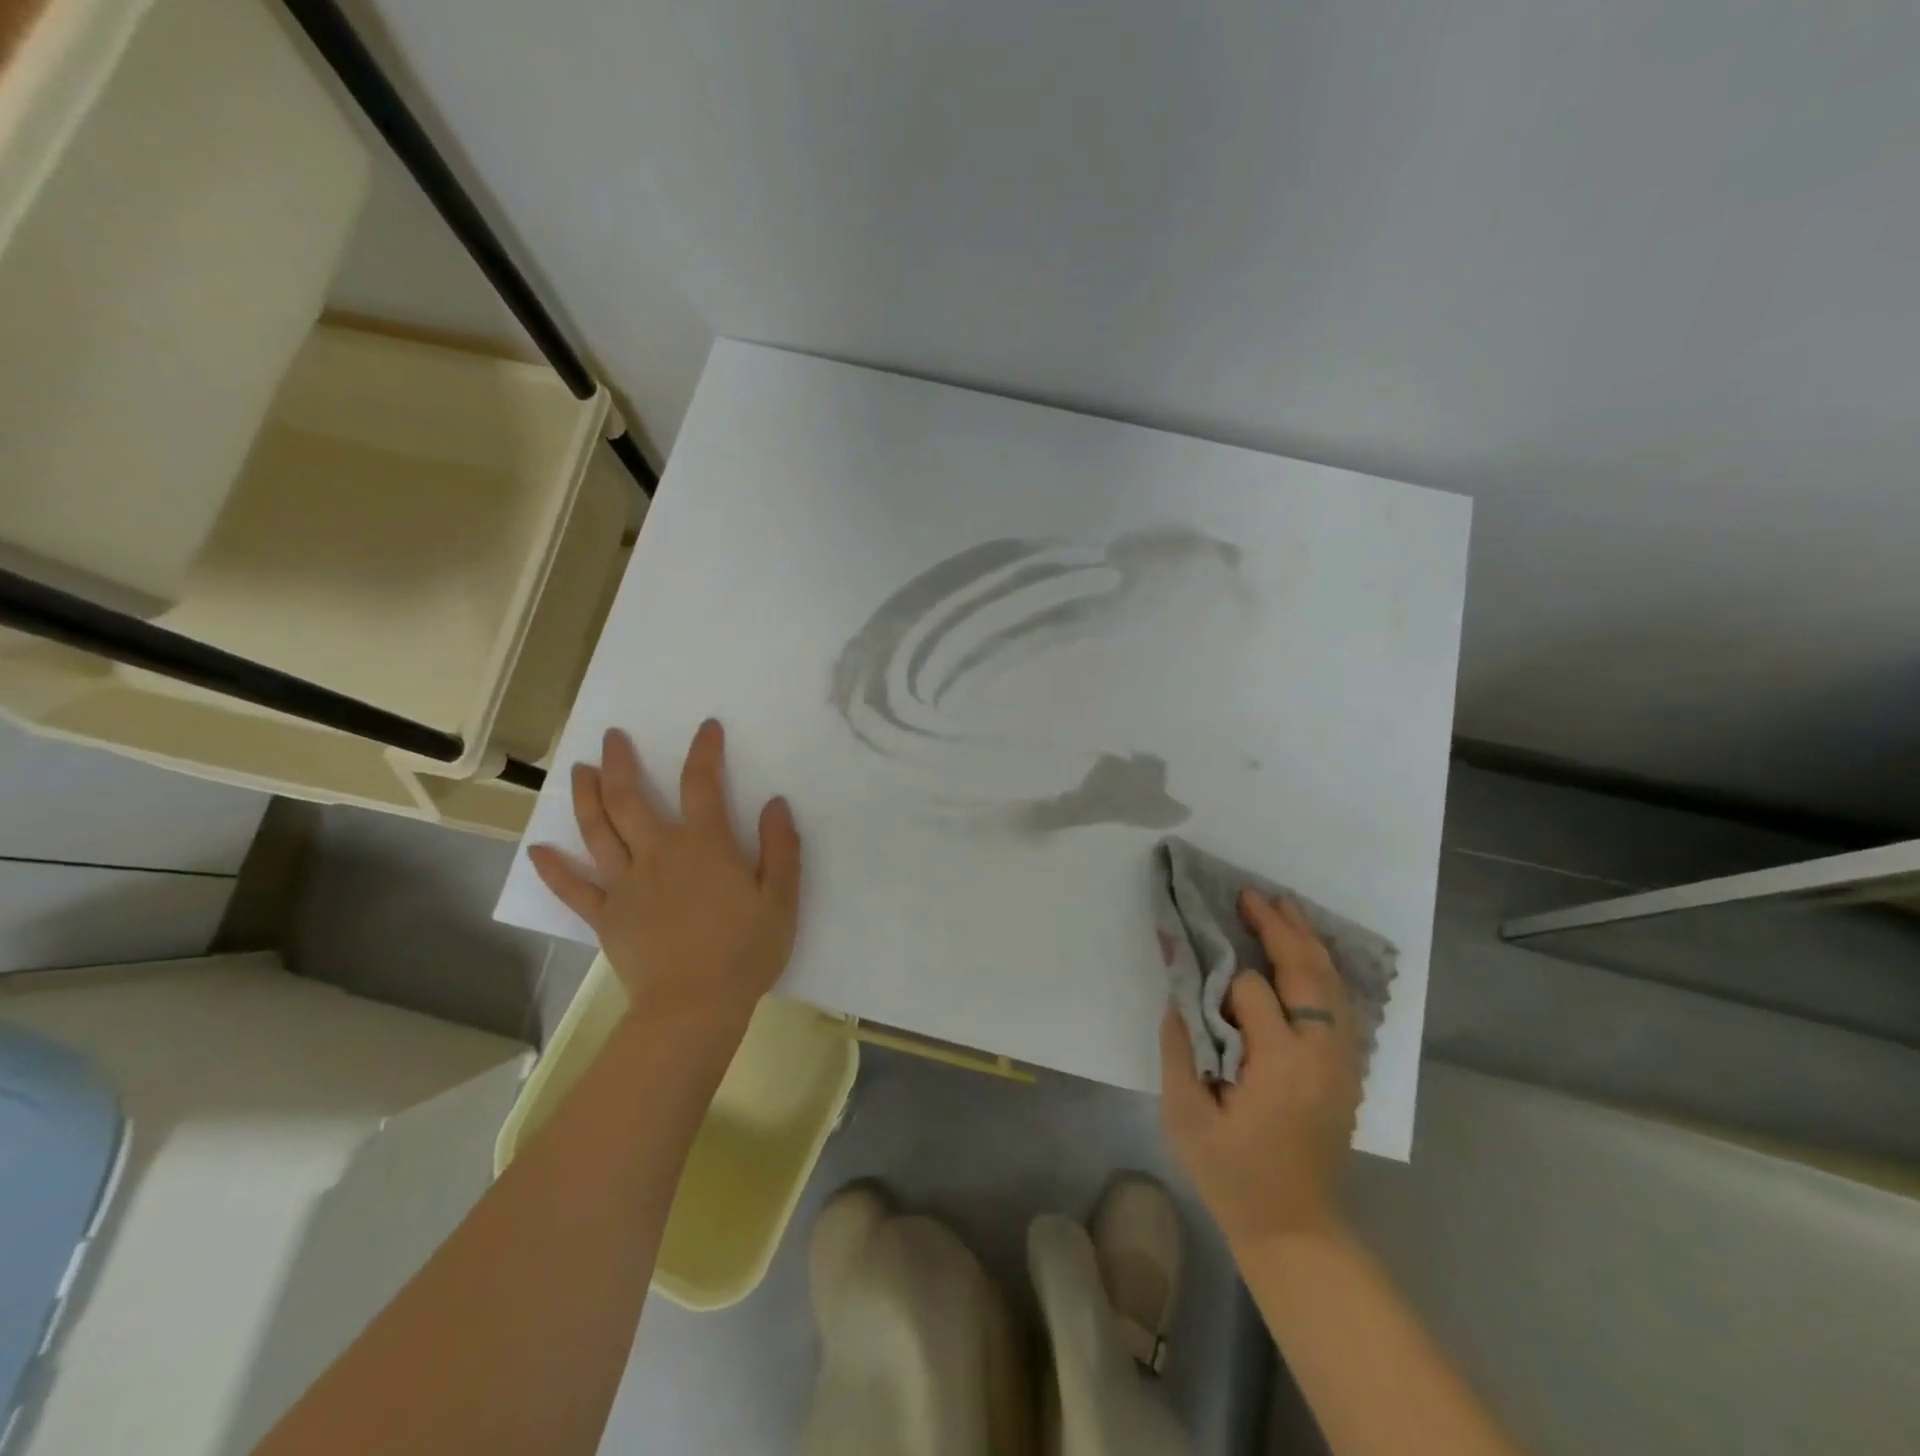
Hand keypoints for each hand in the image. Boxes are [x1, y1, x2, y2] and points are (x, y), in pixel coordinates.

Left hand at [527, 720, 801, 1048]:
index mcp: (704, 845)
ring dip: (585, 798)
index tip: (706, 728)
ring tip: (580, 772)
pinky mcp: (605, 916)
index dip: (704, 751)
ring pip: (597, 832)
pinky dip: (553, 870)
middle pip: (630, 799)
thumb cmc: (745, 952)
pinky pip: (573, 889)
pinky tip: (537, 851)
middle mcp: (658, 853)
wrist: (694, 1007)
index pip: (702, 784)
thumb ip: (781, 848)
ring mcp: (625, 884)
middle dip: (620, 763)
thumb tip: (775, 803)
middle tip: (612, 738)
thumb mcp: (781, 899)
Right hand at [1160, 892, 1361, 1251]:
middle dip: (1277, 929)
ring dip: (1306, 940)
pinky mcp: (1348, 1070)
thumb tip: (1178, 996)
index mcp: (1281, 1063)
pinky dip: (1324, 969)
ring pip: (1332, 983)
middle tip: (1249, 896)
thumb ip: (1179, 1049)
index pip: (1251, 992)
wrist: (1294, 1227)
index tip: (1202, 986)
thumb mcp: (1185, 1117)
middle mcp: (1322, 1053)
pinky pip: (1342, 1003)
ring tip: (1283, 907)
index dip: (1223, 982)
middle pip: (1305, 972)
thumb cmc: (1232, 1174)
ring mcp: (1343, 1061)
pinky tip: (1309, 951)